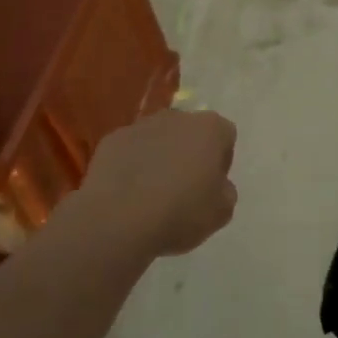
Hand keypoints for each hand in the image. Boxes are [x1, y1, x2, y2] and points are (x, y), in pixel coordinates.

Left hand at [78, 108, 237, 257]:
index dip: (221, 160)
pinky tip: (128, 193)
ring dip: (160, 157)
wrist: (118, 219)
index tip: (212, 185)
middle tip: (184, 188)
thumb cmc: (180, 212)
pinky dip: (132, 165)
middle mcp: (176, 117)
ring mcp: (141, 125)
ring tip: (152, 193)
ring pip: (158, 139)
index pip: (225, 136)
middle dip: (189, 153)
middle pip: (190, 132)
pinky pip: (130, 150)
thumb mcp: (221, 212)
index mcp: (209, 128)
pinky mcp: (112, 140)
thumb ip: (225, 191)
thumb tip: (216, 184)